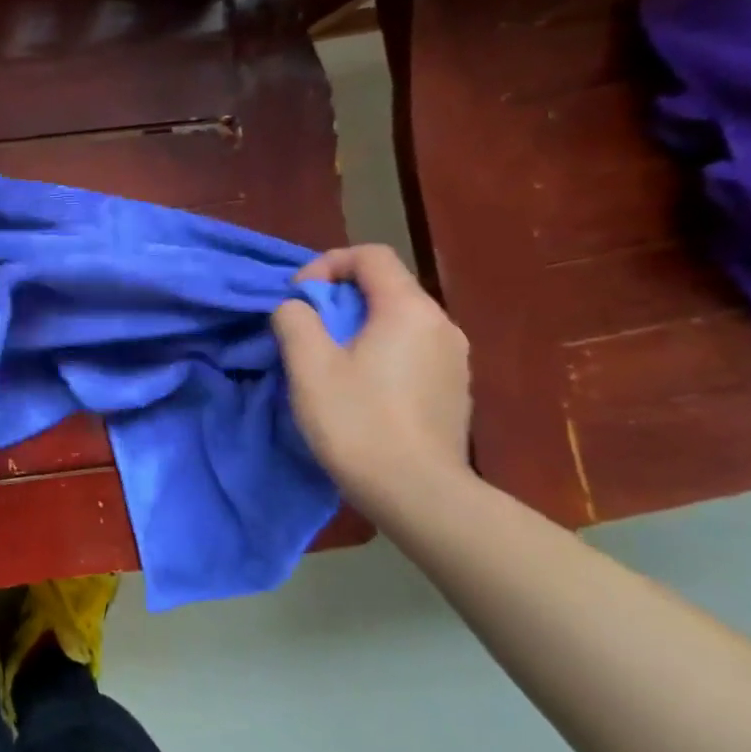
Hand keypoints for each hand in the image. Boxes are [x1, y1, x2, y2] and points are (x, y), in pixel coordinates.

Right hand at [271, 244, 472, 504]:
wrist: (418, 494)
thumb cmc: (358, 422)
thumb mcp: (308, 365)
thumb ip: (295, 319)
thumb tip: (298, 308)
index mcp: (409, 309)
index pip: (370, 256)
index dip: (327, 264)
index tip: (299, 297)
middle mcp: (441, 325)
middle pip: (385, 287)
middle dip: (339, 299)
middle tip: (306, 331)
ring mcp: (454, 359)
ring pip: (398, 321)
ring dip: (358, 327)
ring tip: (328, 362)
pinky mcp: (454, 390)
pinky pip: (411, 350)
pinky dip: (380, 352)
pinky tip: (360, 390)